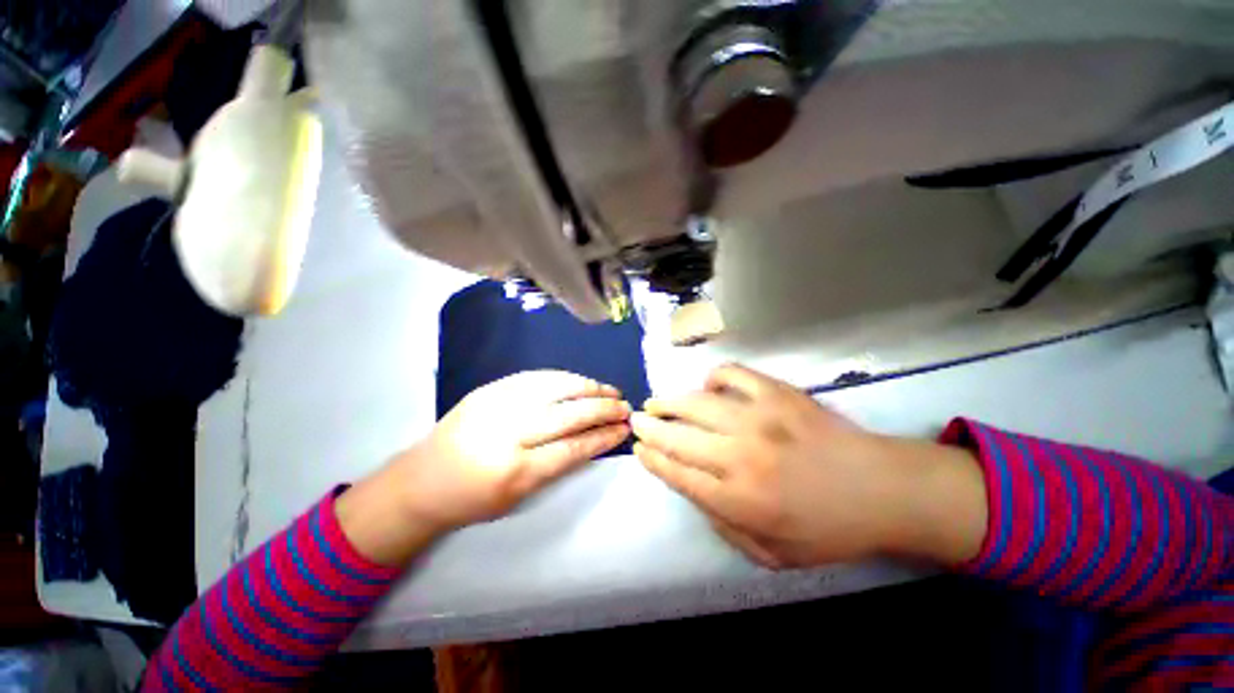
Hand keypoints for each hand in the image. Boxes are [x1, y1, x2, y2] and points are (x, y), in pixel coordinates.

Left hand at [401, 370, 629, 528]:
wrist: (420, 481)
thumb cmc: (472, 499)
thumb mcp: (518, 497)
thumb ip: (557, 466)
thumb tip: (592, 439)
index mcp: (515, 471)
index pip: (573, 448)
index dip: (603, 436)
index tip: (623, 429)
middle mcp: (509, 433)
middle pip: (569, 415)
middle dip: (603, 409)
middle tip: (625, 406)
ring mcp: (498, 404)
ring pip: (555, 388)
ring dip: (588, 387)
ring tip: (609, 389)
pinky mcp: (490, 389)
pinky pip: (535, 377)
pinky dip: (563, 378)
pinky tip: (579, 381)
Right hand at [630, 364, 985, 569]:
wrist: (882, 489)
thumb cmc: (828, 528)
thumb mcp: (772, 554)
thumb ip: (724, 527)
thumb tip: (694, 491)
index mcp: (739, 499)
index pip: (677, 473)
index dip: (653, 458)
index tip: (639, 449)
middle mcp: (740, 455)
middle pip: (678, 436)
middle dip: (650, 427)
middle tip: (637, 419)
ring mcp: (758, 418)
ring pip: (695, 403)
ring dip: (669, 401)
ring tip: (656, 401)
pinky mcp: (776, 393)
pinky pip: (732, 374)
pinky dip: (714, 377)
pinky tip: (709, 386)